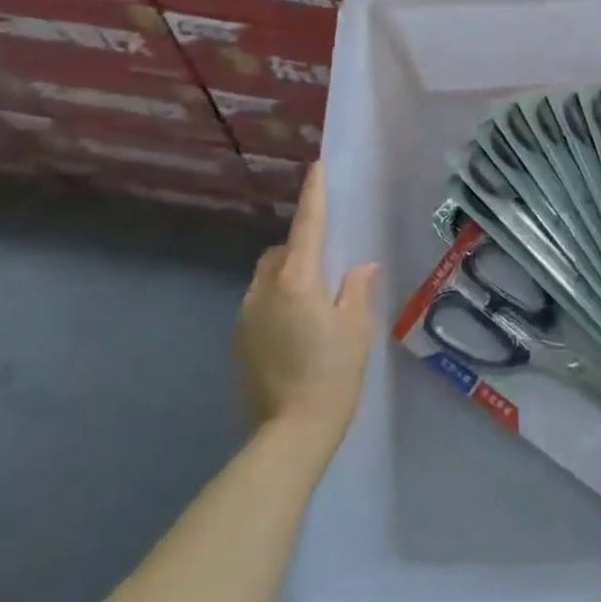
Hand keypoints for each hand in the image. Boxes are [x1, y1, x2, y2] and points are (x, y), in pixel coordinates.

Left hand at [237, 163, 379, 454]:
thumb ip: (357, 290)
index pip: (308, 226)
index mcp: (298, 281)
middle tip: (329, 267)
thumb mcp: (357, 330)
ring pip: (267, 278)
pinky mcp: (240, 341)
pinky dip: (278, 302)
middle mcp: (265, 291)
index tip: (317, 167)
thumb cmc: (333, 375)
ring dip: (288, 277)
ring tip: (315, 303)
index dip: (314, 195)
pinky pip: (260, 304)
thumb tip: (360, 267)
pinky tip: (297, 331)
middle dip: (301, 247)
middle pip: (281, 252)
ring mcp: (247, 316)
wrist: (289, 434)